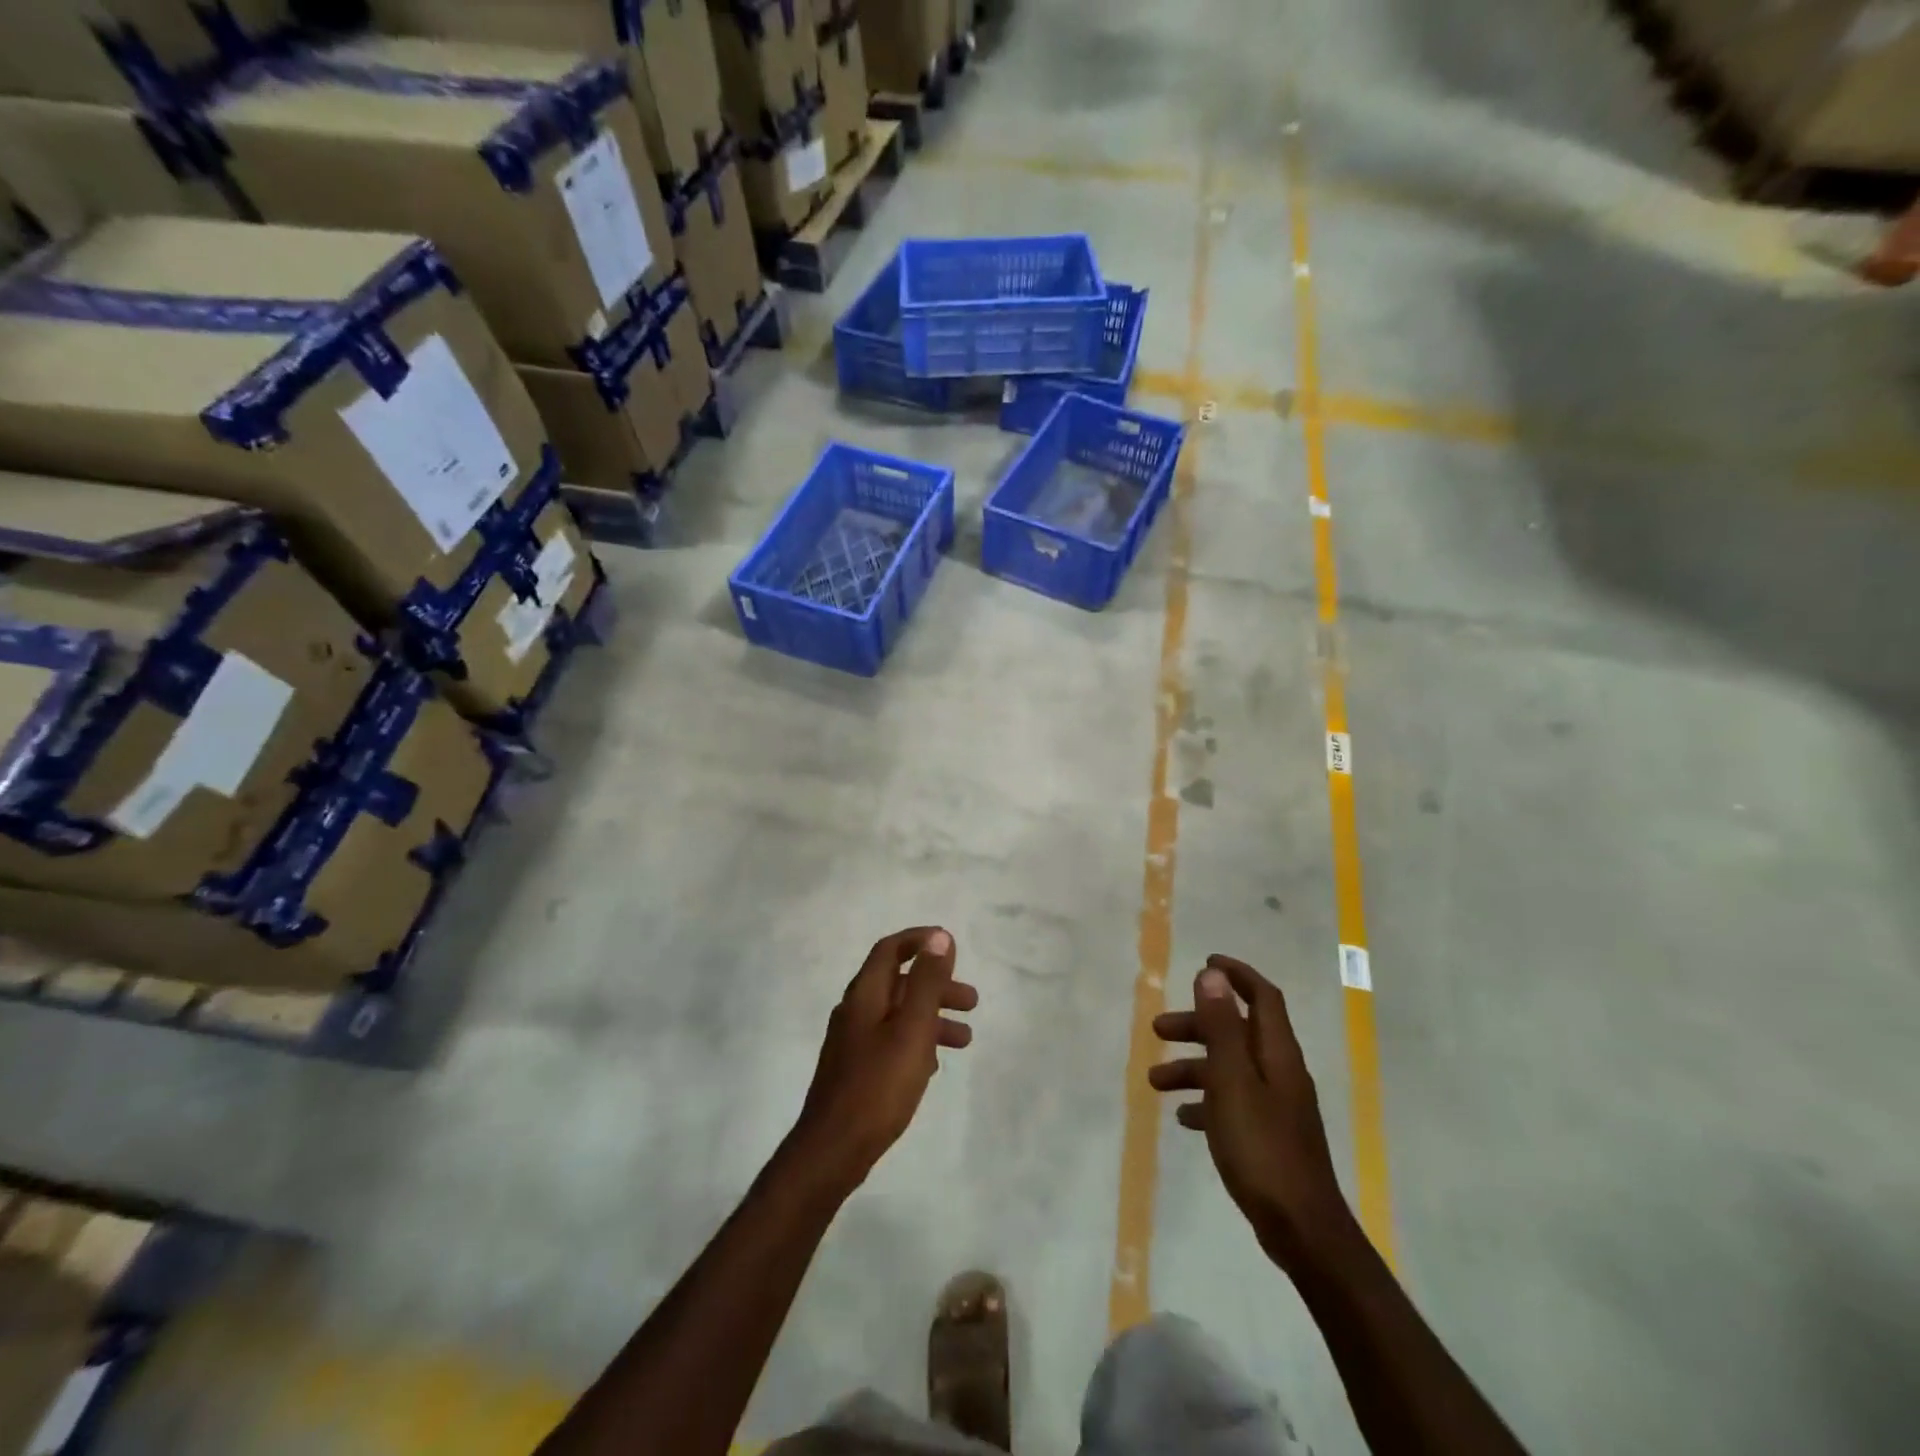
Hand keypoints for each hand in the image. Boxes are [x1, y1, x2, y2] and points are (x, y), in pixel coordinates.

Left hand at [788, 927, 977, 1196]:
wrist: (832, 1150)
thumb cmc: (878, 1085)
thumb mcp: (912, 1029)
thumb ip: (927, 983)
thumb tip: (939, 938)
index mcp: (865, 995)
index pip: (890, 949)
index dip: (920, 940)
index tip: (951, 944)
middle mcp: (855, 1011)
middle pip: (899, 983)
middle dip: (936, 986)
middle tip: (971, 1002)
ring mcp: (852, 1042)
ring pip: (898, 1015)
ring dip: (932, 1018)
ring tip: (965, 1039)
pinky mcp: (855, 1070)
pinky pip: (891, 1041)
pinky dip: (917, 1042)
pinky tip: (934, 1065)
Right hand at [1149, 955, 1353, 1267]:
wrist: (1302, 1230)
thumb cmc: (1262, 1148)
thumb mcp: (1232, 1081)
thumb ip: (1221, 1027)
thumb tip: (1213, 975)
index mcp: (1277, 1054)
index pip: (1263, 997)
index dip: (1237, 975)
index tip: (1205, 962)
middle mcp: (1280, 1072)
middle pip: (1238, 1032)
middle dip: (1198, 1024)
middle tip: (1158, 1030)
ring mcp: (1277, 1106)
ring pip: (1231, 1069)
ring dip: (1194, 1067)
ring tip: (1156, 1083)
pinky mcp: (1269, 1136)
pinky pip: (1233, 1103)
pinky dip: (1207, 1101)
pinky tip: (1185, 1119)